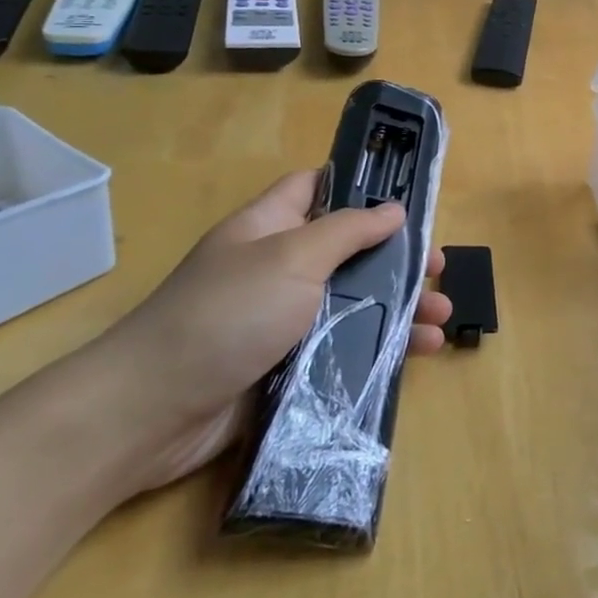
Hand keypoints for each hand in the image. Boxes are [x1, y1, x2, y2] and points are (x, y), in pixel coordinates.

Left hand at [61, 171, 451, 498]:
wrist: (153, 413)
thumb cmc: (226, 314)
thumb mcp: (292, 257)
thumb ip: (347, 231)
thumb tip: (393, 209)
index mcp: (269, 228)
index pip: (315, 187)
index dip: (357, 185)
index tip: (406, 195)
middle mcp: (279, 269)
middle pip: (349, 252)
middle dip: (398, 258)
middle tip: (439, 269)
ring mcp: (284, 321)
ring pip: (356, 303)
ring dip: (403, 306)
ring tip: (444, 316)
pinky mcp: (291, 366)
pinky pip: (348, 347)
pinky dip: (385, 346)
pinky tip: (421, 351)